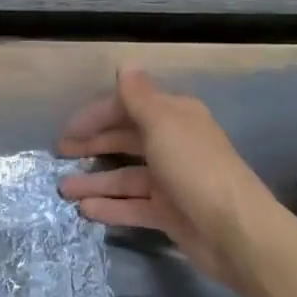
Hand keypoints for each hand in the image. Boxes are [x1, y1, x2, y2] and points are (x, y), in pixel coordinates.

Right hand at [58, 68, 284, 291]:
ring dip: (95, 181)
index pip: (128, 107)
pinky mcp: (169, 212)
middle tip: (60, 155)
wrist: (235, 231)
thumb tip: (125, 65)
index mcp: (174, 117)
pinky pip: (133, 205)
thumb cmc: (195, 168)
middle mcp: (173, 144)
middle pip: (125, 140)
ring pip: (125, 176)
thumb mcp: (162, 124)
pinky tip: (85, 211)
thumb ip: (138, 97)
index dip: (97, 115)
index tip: (68, 130)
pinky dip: (110, 206)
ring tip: (63, 189)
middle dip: (92, 145)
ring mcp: (171, 181)